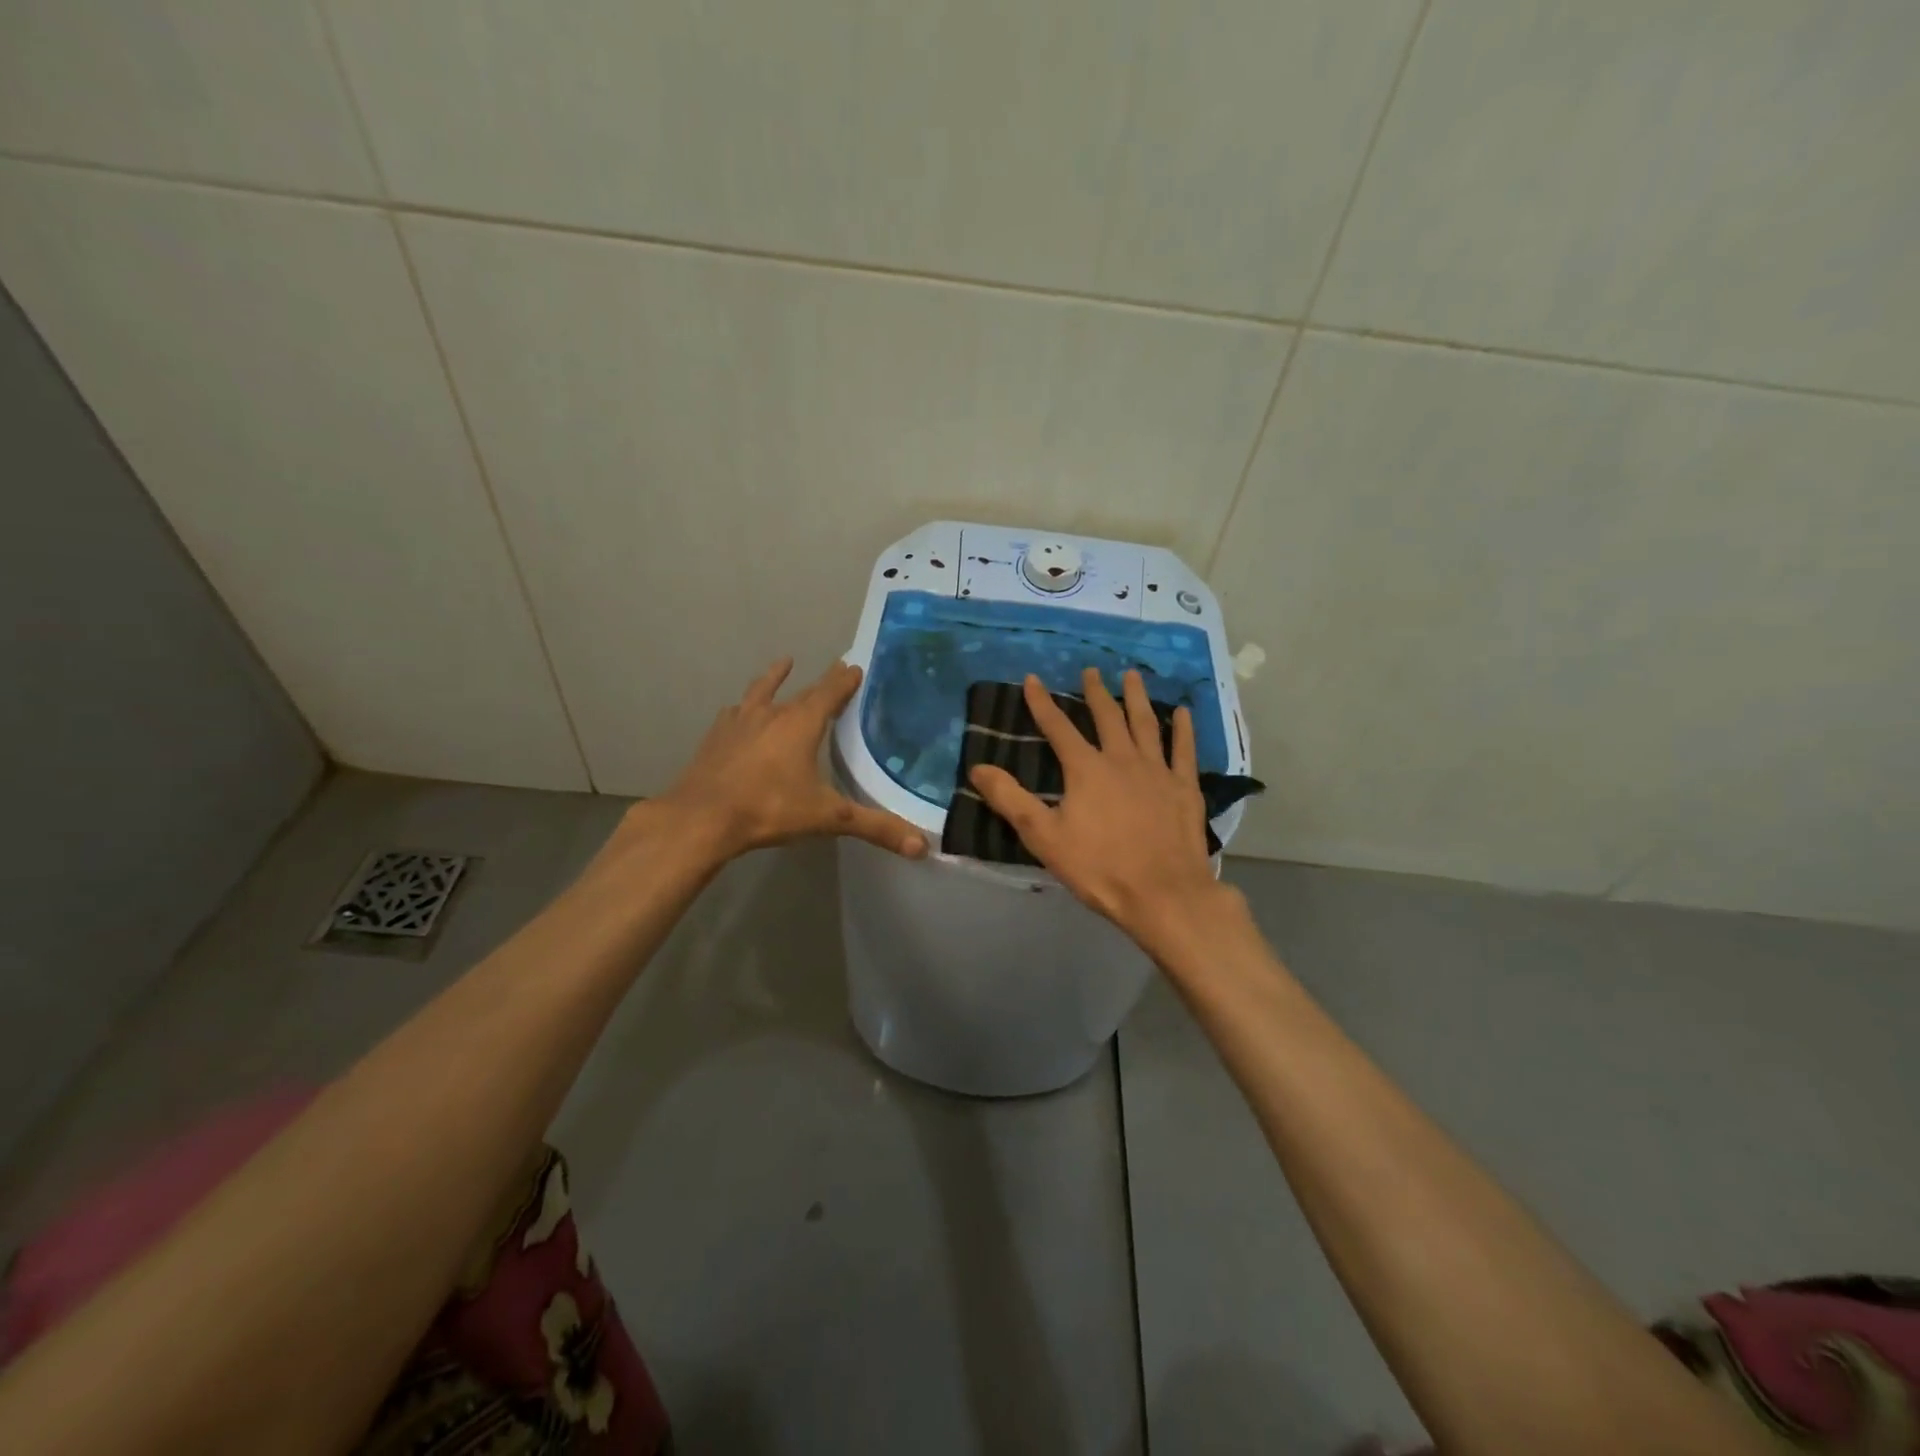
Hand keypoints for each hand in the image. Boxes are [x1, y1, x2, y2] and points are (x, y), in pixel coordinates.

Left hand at [659, 658, 926, 861]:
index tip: (854, 666)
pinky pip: (733, 715)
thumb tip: (922, 847)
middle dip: (820, 682)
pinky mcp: (715, 739)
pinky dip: (741, 710)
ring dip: (773, 679)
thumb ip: (875, 828)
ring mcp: (739, 724)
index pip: (830, 693)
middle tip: (834, 670)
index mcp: (801, 724)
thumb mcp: (828, 818)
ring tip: (783, 663)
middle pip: (801, 691)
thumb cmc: (769, 809)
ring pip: (761, 692)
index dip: (844, 680)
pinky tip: (735, 712)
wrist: (701, 818)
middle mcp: (771, 714)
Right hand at [968, 668, 1229, 950]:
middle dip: (1095, 692)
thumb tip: (978, 768)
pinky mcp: (1185, 788)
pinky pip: (1184, 749)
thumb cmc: (1099, 868)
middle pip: (1107, 717)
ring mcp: (1157, 771)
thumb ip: (1010, 799)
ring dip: (1137, 698)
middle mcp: (1122, 759)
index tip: (1032, 679)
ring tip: (1132, 675)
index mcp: (1086, 769)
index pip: (1058, 727)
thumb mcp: (1044, 836)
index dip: (1042, 702)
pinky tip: (1182, 711)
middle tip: (1091, 670)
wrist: (1163, 894)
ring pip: (1145, 724)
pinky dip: (1183, 728)